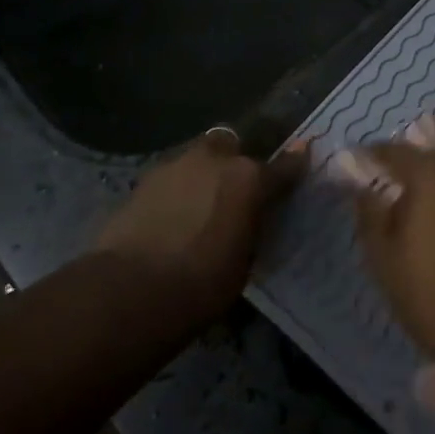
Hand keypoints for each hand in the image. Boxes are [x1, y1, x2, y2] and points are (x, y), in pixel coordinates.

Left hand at [94, 129, 307, 326]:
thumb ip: (253, 227)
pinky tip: (172, 213)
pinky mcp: (144, 179)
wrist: (131, 289)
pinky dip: (177, 189)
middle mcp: (216, 160)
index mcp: (250, 179)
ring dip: (202, 173)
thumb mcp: (244, 261)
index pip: (283, 165)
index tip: (302, 156)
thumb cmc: (202, 284)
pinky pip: (172, 176)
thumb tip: (253, 217)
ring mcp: (176, 165)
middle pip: (232, 144)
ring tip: (200, 203)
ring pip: (197, 157)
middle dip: (234, 159)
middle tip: (234, 186)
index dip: (293, 163)